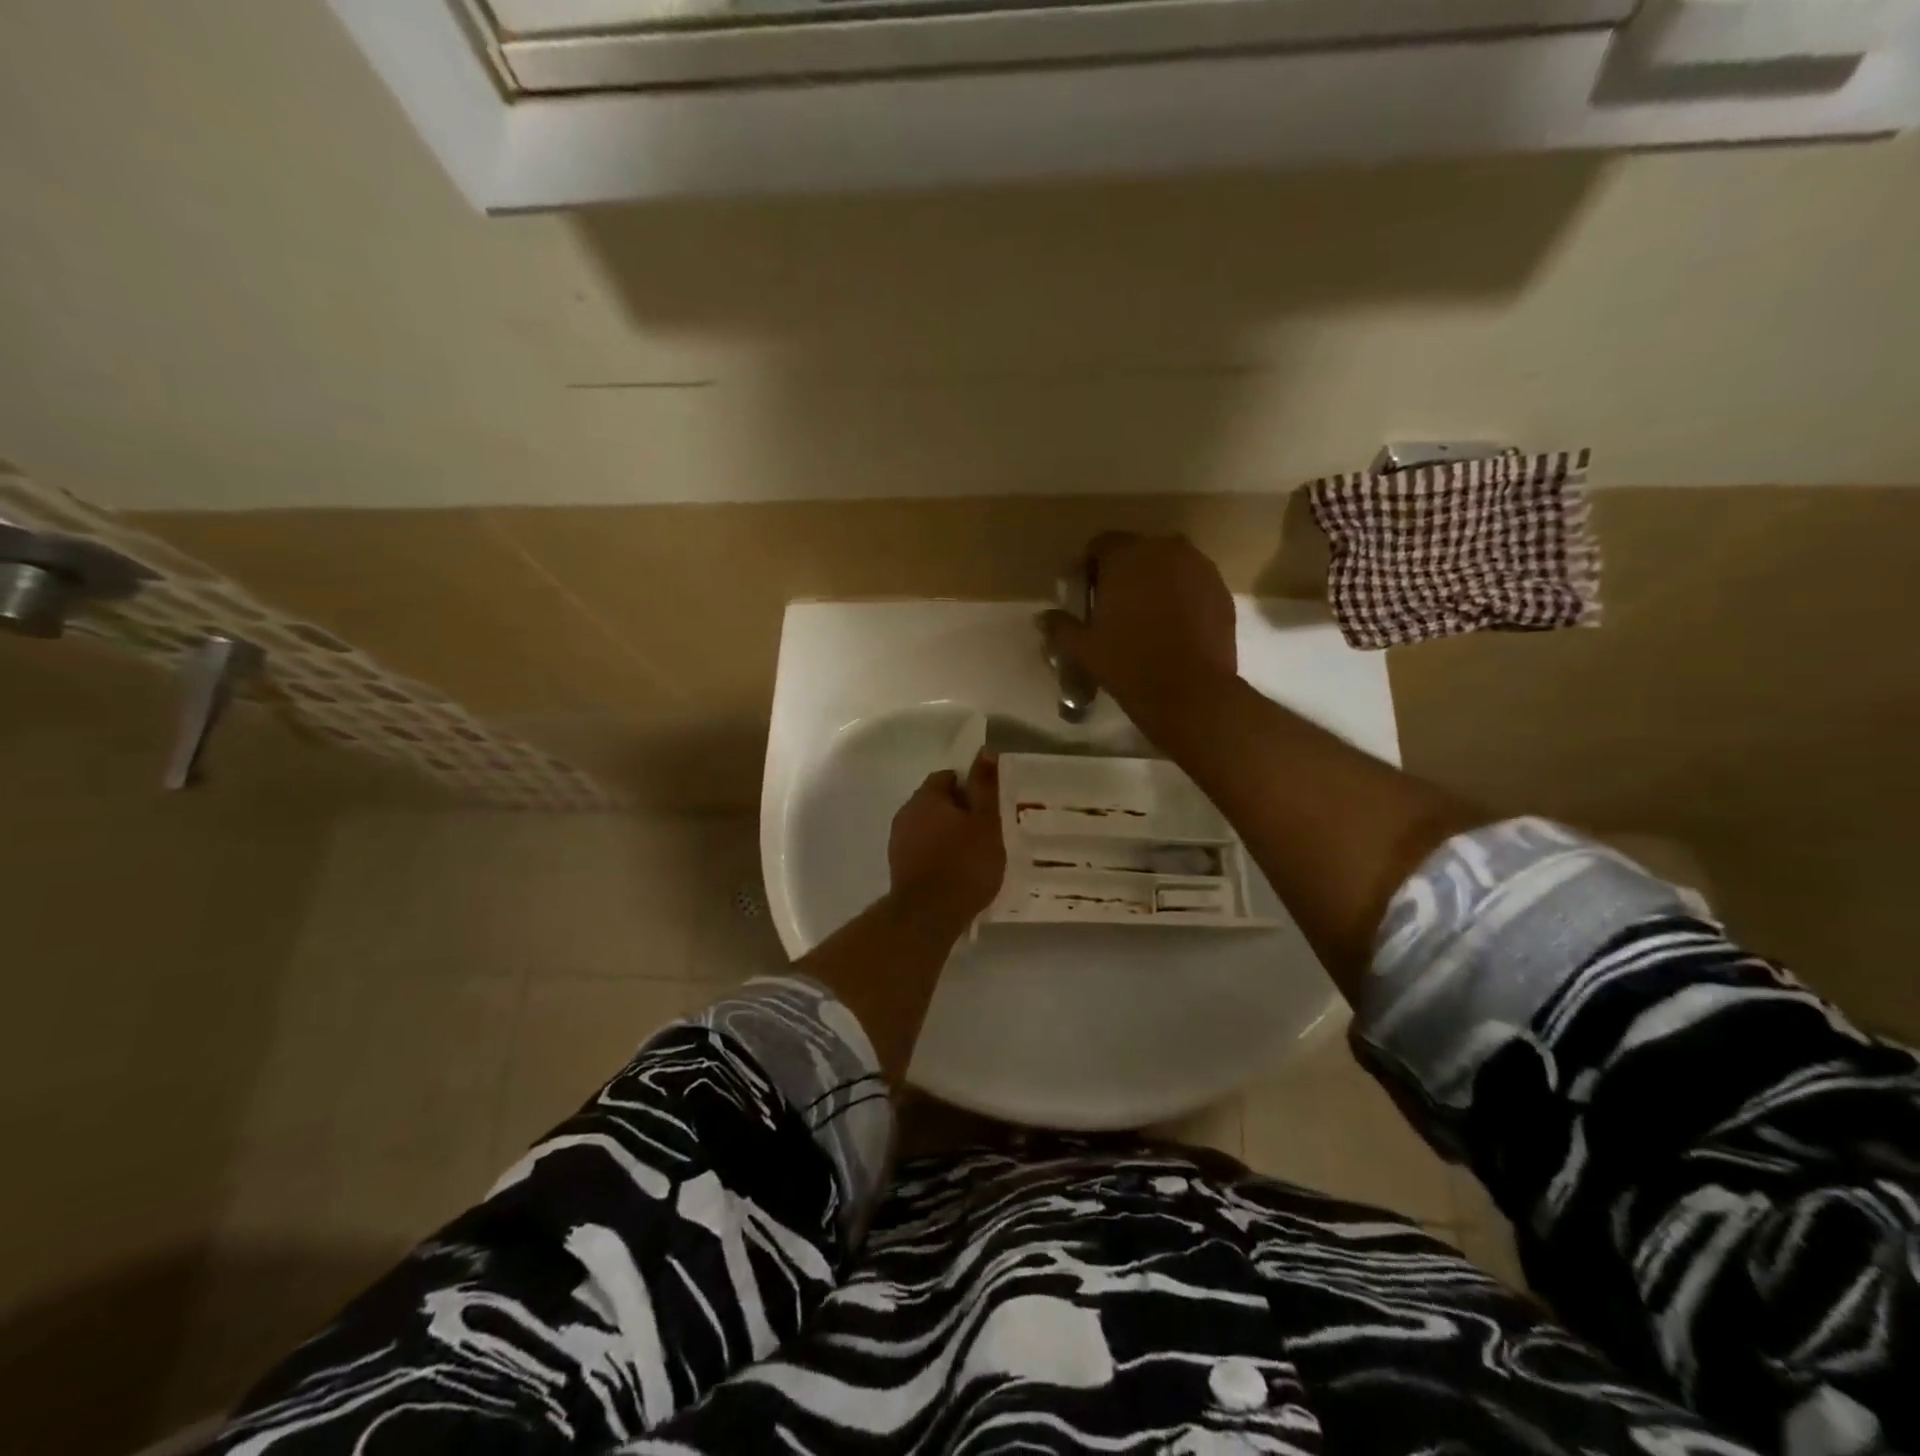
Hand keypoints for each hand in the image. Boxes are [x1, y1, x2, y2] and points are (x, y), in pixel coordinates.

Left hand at [888, 751, 1005, 924]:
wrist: (928, 915)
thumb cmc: (964, 863)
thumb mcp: (985, 822)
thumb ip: (985, 786)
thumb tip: (984, 751)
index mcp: (926, 796)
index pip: (948, 777)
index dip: (970, 788)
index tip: (988, 807)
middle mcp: (906, 812)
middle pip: (936, 802)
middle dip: (959, 812)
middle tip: (985, 830)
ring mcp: (898, 841)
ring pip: (928, 827)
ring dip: (947, 834)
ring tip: (973, 853)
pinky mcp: (898, 866)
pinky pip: (922, 850)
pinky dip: (938, 854)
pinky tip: (956, 871)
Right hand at [1040, 533, 1237, 738]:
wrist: (1190, 691)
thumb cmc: (1128, 664)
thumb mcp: (1084, 648)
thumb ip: (1061, 626)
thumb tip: (1043, 617)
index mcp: (1126, 555)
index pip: (1100, 545)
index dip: (1089, 567)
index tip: (1085, 594)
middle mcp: (1165, 549)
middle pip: (1137, 551)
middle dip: (1123, 572)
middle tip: (1114, 606)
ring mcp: (1199, 567)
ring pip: (1168, 565)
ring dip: (1154, 581)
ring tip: (1145, 616)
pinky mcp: (1220, 590)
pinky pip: (1192, 583)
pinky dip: (1180, 595)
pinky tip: (1172, 626)